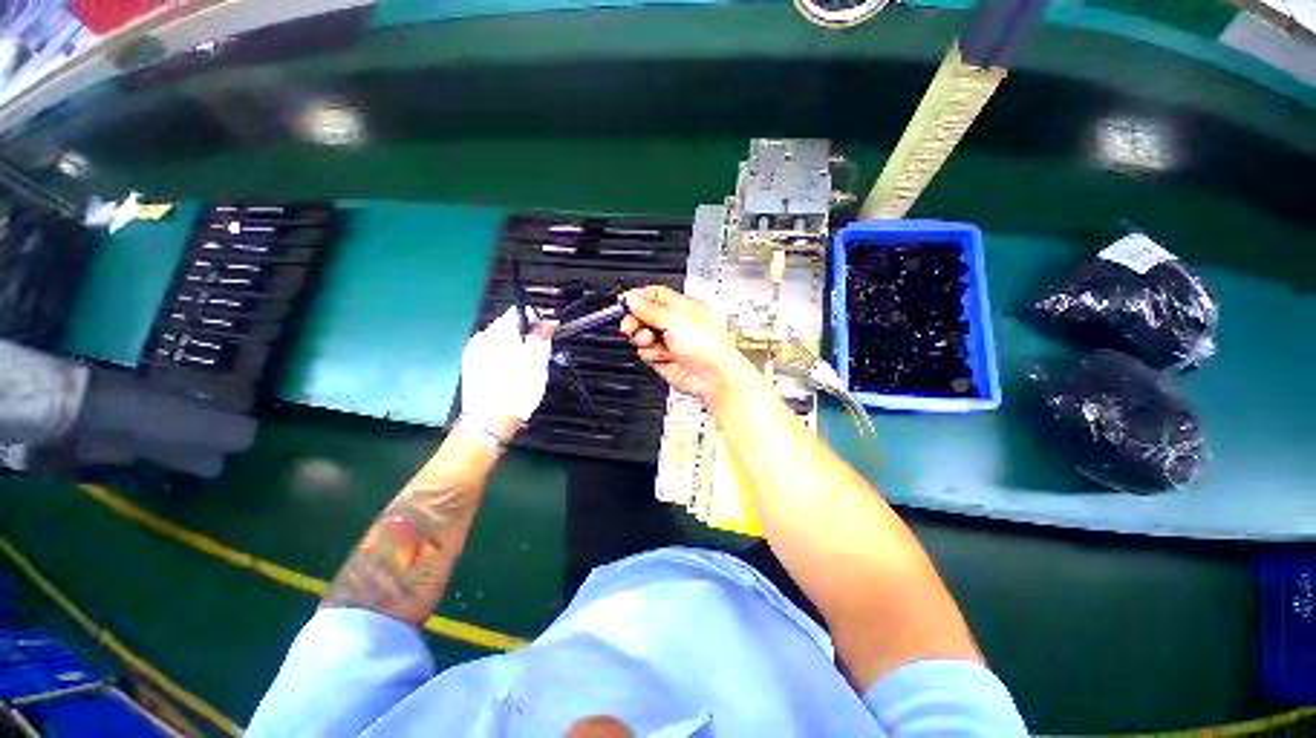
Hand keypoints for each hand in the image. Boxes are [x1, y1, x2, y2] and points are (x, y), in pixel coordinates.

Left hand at [460, 307, 553, 426]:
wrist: (490, 421)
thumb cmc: (517, 388)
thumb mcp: (537, 361)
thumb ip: (542, 337)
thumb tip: (547, 322)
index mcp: (498, 331)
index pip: (519, 312)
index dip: (537, 320)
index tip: (550, 334)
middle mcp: (482, 336)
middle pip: (509, 327)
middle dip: (526, 336)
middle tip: (541, 354)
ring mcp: (473, 353)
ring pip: (500, 342)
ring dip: (515, 348)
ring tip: (527, 367)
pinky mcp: (470, 368)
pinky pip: (492, 355)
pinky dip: (504, 359)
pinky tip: (511, 375)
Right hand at [620, 285, 743, 403]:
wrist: (712, 376)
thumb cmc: (707, 345)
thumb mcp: (674, 319)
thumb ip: (649, 309)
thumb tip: (631, 298)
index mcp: (682, 307)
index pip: (654, 295)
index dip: (638, 298)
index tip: (625, 302)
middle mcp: (675, 323)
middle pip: (644, 316)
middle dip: (635, 320)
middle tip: (630, 324)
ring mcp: (669, 342)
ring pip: (642, 336)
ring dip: (643, 339)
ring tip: (652, 340)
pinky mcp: (663, 359)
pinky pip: (646, 353)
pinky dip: (650, 354)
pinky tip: (661, 355)